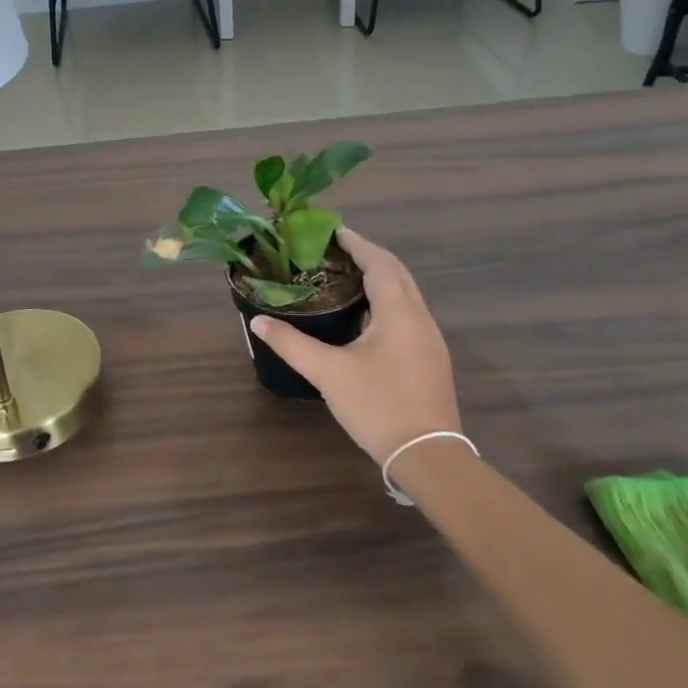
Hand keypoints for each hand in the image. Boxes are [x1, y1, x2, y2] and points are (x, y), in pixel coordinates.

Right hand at [250, 229, 460, 465]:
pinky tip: (364, 316)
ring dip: (380, 278)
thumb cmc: (378, 405)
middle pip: (397, 272)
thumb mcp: (328, 373)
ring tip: (345, 276)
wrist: (428, 457)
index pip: (379, 262)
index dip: (356, 243)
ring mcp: (430, 339)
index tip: (331, 230)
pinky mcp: (430, 358)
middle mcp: (419, 317)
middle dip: (368, 256)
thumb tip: (257, 320)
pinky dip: (386, 300)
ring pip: (406, 293)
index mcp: (399, 312)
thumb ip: (291, 343)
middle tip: (334, 250)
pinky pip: (408, 313)